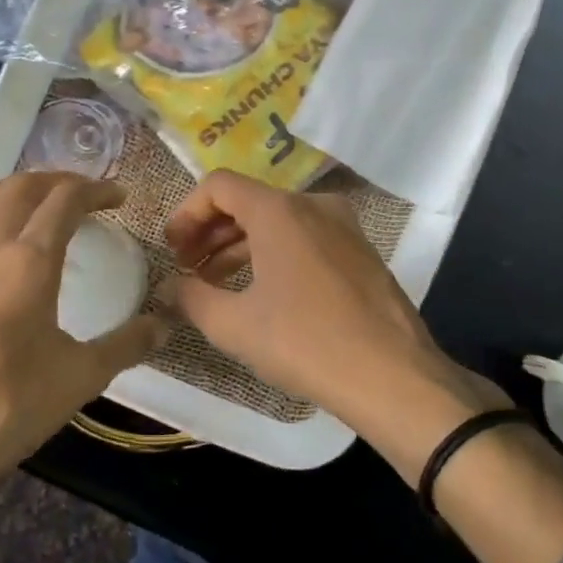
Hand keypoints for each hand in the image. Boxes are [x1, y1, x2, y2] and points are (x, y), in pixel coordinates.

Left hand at [0, 173, 165, 562]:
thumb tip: (164, 324)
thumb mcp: (81, 378)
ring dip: (8, 188)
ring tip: (29, 200)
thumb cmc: (10, 410)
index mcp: (29, 262)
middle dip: (55, 180)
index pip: (65, 201)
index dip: (95, 189)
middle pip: (19, 188)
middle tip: (80, 192)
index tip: (117, 196)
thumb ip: (127, 344)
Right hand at [160, 170, 507, 475]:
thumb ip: (192, 298)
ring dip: (241, 246)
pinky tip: (264, 292)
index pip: (219, 186)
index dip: (187, 214)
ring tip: (218, 284)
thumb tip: (170, 287)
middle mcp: (314, 205)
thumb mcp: (234, 325)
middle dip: (211, 232)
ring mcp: (344, 226)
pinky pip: (307, 238)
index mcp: (279, 210)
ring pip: (279, 221)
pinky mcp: (361, 252)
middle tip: (189, 268)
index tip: (173, 250)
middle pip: (249, 201)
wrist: (392, 376)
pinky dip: (276, 254)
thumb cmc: (305, 343)